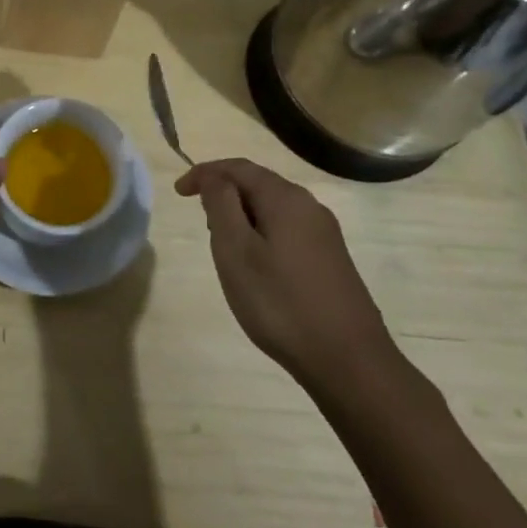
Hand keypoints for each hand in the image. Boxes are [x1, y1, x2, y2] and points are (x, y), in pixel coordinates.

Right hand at [175, 158, 398, 394]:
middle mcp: (309, 206)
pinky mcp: (331, 258)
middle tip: (202, 222)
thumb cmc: (280, 302)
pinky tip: (256, 265)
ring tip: (224, 245)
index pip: (238, 167)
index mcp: (285, 198)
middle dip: (224, 194)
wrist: (348, 360)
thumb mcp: (236, 251)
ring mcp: (325, 233)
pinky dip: (262, 233)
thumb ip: (221, 205)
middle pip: (258, 183)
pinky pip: (287, 229)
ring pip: (273, 208)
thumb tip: (213, 177)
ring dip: (243, 215)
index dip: (205, 173)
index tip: (178, 193)